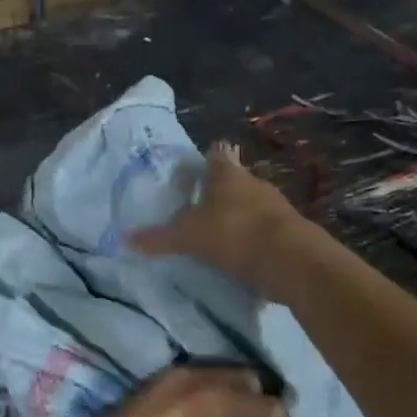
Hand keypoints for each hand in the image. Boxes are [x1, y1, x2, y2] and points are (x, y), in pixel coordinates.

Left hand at [68, 366, 286, 416]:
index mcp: (217, 400)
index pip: (265, 402)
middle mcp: (197, 378)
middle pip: (242, 378)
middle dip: (258, 398)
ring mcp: (169, 377)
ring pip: (215, 375)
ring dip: (232, 392)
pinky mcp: (150, 385)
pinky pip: (193, 379)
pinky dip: (208, 391)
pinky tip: (204, 416)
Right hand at [130, 141, 308, 301]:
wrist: (291, 260)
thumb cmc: (234, 233)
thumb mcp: (188, 236)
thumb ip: (159, 237)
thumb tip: (125, 239)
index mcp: (228, 174)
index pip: (215, 155)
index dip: (204, 158)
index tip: (192, 169)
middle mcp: (253, 183)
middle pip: (232, 181)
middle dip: (216, 191)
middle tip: (195, 205)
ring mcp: (274, 207)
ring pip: (248, 205)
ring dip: (234, 216)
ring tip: (214, 232)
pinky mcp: (288, 232)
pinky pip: (261, 231)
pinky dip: (249, 239)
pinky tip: (236, 254)